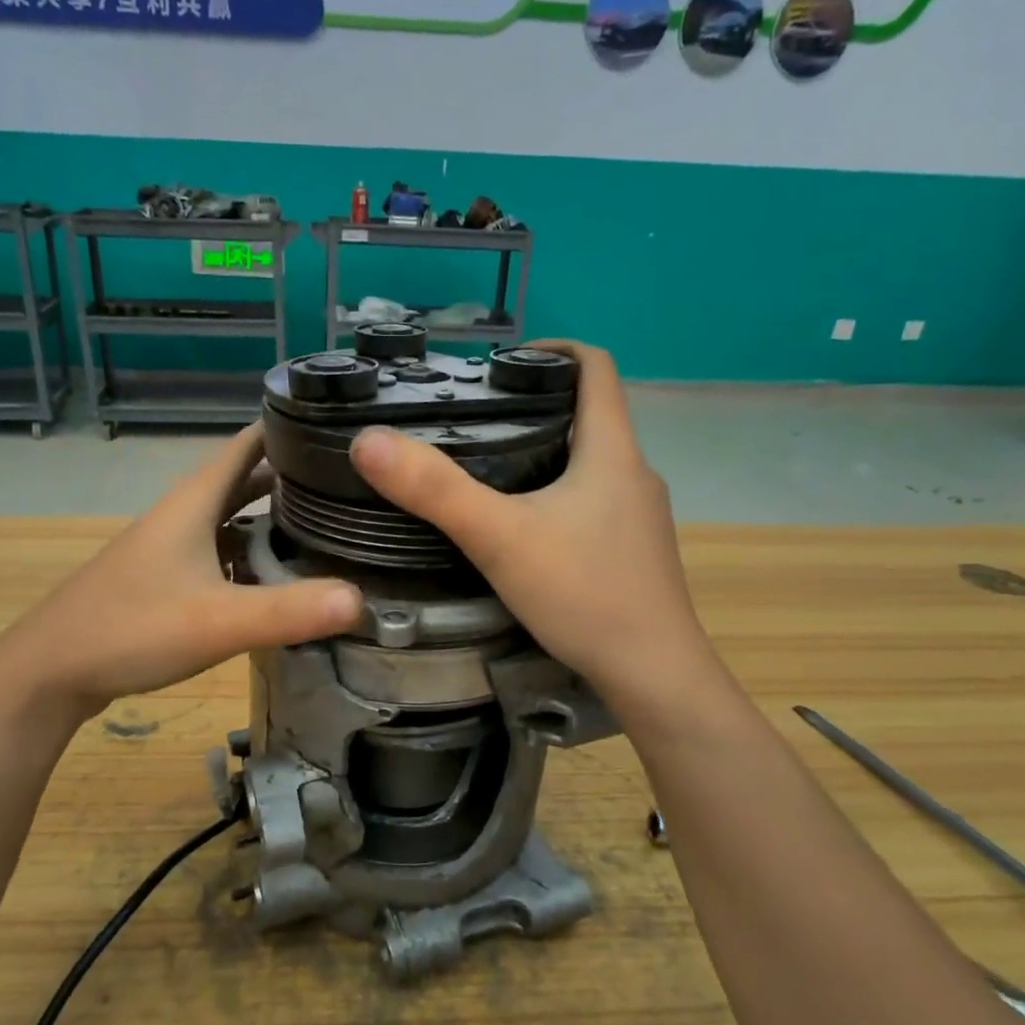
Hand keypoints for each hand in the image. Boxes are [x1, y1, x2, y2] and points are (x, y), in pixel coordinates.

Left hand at [0, 425, 362, 722]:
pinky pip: (223, 551)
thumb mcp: (217, 621)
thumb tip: (363, 601)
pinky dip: (255, 555)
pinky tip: (280, 579)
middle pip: (249, 480)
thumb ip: (289, 611)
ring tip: (331, 530)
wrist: (51, 670)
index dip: (294, 429)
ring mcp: (173, 545)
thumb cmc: (131, 629)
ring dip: (276, 519)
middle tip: (355, 488)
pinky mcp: (168, 576)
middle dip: (297, 478)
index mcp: (195, 501)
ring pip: (235, 518)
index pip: (251, 442)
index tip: (347, 430)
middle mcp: (186, 513)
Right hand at [349, 342, 706, 701]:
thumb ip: (435, 491)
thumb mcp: (500, 539)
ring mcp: (640, 516)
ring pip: (590, 463)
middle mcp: (634, 474)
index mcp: (612, 451)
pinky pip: (593, 503)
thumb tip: (369, 441)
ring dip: (545, 453)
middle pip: (589, 415)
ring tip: (487, 470)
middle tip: (473, 419)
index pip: (596, 368)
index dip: (552, 349)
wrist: (654, 675)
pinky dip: (558, 496)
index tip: (503, 360)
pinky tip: (523, 528)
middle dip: (535, 406)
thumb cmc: (585, 594)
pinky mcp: (634, 552)